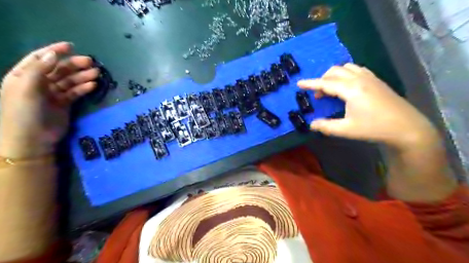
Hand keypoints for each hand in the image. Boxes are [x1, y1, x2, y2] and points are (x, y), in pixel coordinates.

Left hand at [0, 42, 98, 157]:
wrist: (32, 140)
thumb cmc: (23, 113)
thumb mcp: (26, 89)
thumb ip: (39, 70)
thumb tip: (53, 54)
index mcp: (24, 76)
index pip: (40, 59)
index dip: (54, 51)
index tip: (71, 46)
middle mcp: (38, 83)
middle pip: (59, 69)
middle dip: (74, 65)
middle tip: (91, 63)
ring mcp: (52, 94)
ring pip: (70, 81)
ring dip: (83, 76)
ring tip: (97, 74)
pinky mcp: (64, 104)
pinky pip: (75, 93)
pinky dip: (84, 88)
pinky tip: (93, 85)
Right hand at [298, 62, 437, 149]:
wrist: (407, 127)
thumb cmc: (374, 128)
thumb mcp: (346, 130)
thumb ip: (326, 126)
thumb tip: (311, 125)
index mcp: (351, 89)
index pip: (325, 83)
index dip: (310, 83)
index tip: (299, 83)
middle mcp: (359, 79)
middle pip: (334, 72)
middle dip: (322, 80)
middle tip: (318, 96)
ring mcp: (370, 78)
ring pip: (346, 68)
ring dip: (334, 75)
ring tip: (331, 89)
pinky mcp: (377, 80)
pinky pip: (357, 69)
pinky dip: (346, 74)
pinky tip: (347, 85)